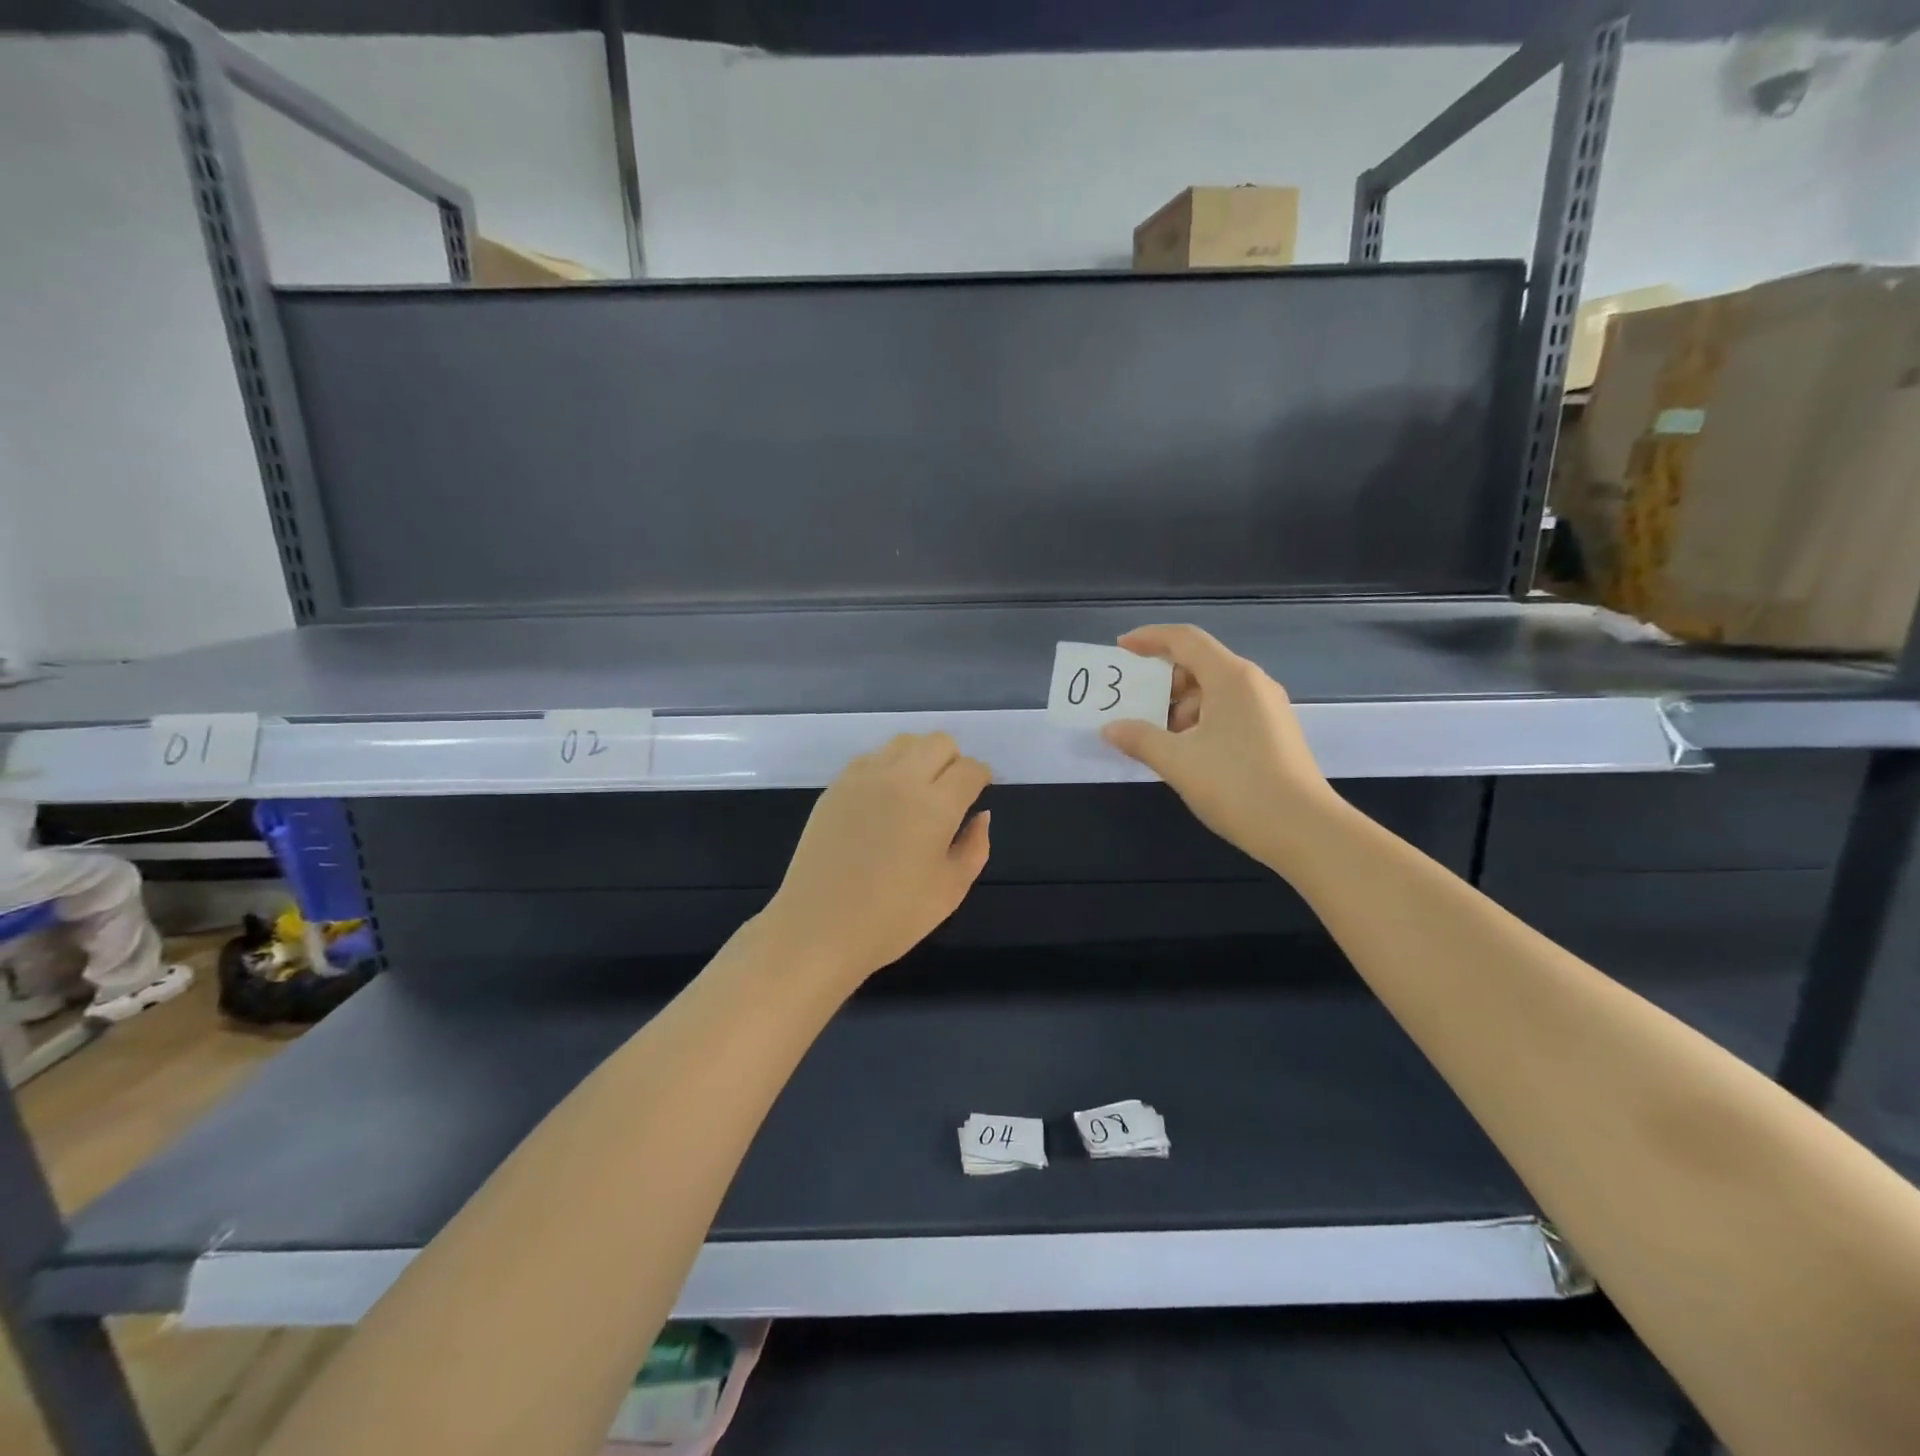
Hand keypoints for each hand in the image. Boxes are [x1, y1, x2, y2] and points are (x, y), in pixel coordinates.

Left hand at [762, 733, 991, 985]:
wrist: (818, 928)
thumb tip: (980, 815)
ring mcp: (864, 778)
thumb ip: (975, 846)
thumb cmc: (892, 918)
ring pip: (903, 742)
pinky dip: (887, 767)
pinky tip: (884, 799)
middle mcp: (901, 779)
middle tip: (950, 792)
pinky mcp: (836, 786)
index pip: (970, 768)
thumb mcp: (951, 890)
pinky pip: (871, 757)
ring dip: (920, 757)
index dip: (981, 777)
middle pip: (939, 742)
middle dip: (953, 760)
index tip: (979, 792)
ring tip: (916, 792)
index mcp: (936, 806)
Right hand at [1101, 624, 1339, 873]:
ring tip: (1154, 737)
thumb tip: (1110, 728)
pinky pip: (1227, 712)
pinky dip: (1199, 722)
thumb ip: (1139, 739)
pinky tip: (1184, 752)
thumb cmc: (1237, 786)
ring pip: (1213, 692)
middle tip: (1132, 704)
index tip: (1120, 648)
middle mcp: (1252, 684)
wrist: (1304, 830)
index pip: (1185, 639)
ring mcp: (1267, 709)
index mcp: (1231, 678)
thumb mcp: (1178, 762)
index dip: (1149, 638)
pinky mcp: (1272, 734)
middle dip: (1161, 681)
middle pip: (1199, 664)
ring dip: (1178, 707)